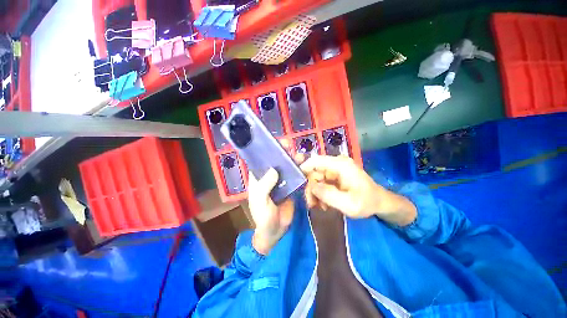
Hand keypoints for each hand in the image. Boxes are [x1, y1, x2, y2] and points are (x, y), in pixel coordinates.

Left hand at [248, 139, 297, 254]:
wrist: (276, 231)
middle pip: (276, 161)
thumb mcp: (260, 202)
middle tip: (290, 147)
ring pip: (287, 167)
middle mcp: (269, 177)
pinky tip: (305, 166)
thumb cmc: (263, 216)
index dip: (267, 151)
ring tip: (300, 156)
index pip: (261, 160)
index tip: (275, 143)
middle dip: (283, 153)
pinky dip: (300, 170)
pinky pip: (296, 176)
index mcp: (258, 178)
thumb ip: (264, 186)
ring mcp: (281, 181)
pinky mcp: (291, 187)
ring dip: (293, 160)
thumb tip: (273, 169)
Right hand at [300, 155, 416, 225]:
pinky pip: (322, 182)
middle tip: (312, 203)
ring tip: (320, 206)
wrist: (379, 203)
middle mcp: (336, 164)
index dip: (304, 168)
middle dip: (311, 187)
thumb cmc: (367, 202)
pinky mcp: (335, 176)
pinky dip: (320, 193)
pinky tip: (324, 204)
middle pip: (314, 171)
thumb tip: (311, 186)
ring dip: (315, 192)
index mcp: (340, 165)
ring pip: (316, 178)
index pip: (316, 160)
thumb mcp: (348, 204)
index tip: (297, 182)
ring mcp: (335, 170)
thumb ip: (328, 194)